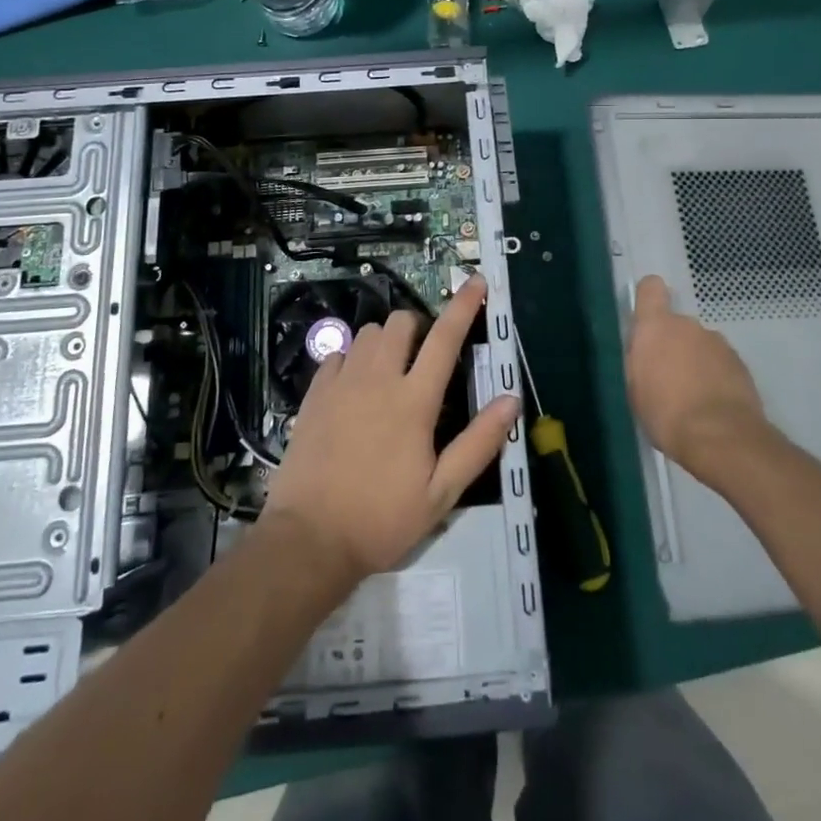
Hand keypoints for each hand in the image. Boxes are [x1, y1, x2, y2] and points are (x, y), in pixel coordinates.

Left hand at [263, 275, 520, 584]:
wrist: (309, 540)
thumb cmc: (382, 519)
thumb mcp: (442, 494)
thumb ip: (479, 443)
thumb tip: (511, 399)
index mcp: (414, 401)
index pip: (446, 339)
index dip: (464, 306)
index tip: (477, 280)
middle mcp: (377, 380)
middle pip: (400, 322)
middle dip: (417, 326)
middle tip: (422, 358)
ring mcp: (341, 383)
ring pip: (368, 333)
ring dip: (385, 342)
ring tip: (389, 373)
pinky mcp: (314, 394)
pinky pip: (337, 355)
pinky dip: (352, 359)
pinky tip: (354, 388)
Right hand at [624, 275, 769, 484]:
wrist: (721, 437)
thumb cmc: (665, 412)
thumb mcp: (635, 388)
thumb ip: (640, 360)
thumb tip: (646, 351)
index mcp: (656, 326)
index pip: (650, 288)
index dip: (648, 298)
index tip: (647, 321)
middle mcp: (688, 325)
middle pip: (676, 325)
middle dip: (672, 345)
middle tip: (667, 379)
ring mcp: (718, 343)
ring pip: (700, 345)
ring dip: (695, 363)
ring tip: (692, 398)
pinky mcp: (741, 364)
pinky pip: (720, 364)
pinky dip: (715, 378)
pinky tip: (712, 406)